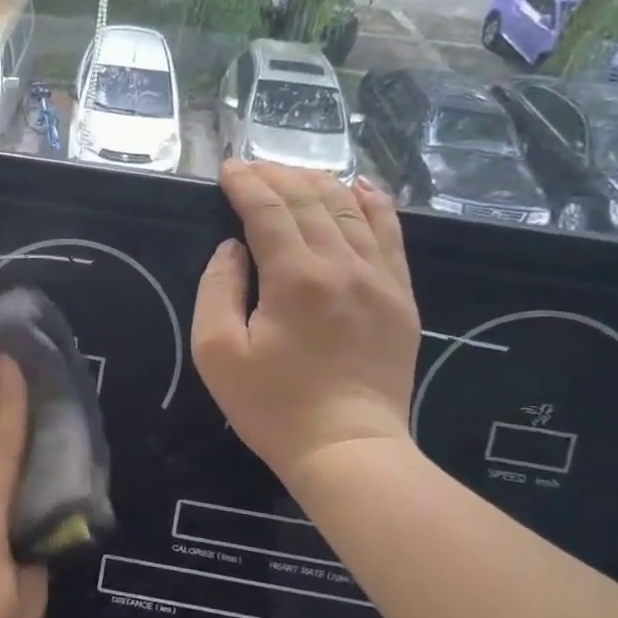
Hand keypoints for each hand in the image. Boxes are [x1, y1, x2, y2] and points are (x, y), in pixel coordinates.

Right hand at [193, 160, 420, 485]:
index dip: (245, 184)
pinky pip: (391, 234)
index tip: (227, 169)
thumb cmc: (272, 406)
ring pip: (351, 209)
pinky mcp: (400, 296)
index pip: (268, 210)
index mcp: (295, 278)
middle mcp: (343, 266)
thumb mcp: (216, 352)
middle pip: (310, 200)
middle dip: (277, 176)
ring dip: (318, 183)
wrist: (347, 448)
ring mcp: (380, 279)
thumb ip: (217, 289)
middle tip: (252, 168)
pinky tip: (359, 187)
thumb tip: (233, 248)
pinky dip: (373, 204)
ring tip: (292, 175)